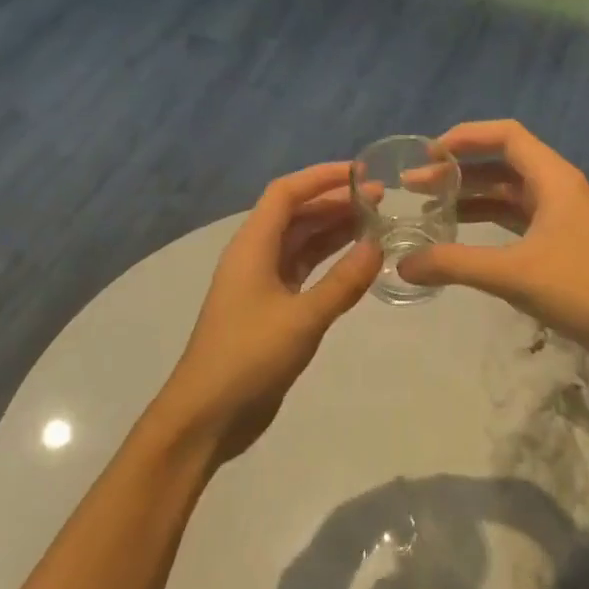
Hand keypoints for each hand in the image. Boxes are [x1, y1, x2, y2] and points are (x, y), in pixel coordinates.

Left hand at [154, 161, 381, 464]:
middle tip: (381, 200)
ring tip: (376, 223)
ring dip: (334, 230)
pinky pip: (304, 271)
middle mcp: (255, 256)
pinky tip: (358, 261)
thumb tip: (377, 245)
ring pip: (301, 242)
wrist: (208, 415)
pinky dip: (329, 262)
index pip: (286, 193)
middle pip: (296, 214)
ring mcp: (262, 283)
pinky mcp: (271, 309)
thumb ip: (343, 282)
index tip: (361, 172)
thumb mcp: (302, 318)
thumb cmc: (249, 358)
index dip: (321, 177)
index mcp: (252, 246)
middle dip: (335, 202)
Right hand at [396, 120, 588, 377]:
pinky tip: (458, 236)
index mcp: (553, 178)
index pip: (506, 135)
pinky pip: (514, 219)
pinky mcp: (559, 243)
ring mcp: (559, 216)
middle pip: (500, 163)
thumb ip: (454, 264)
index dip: (466, 136)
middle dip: (457, 171)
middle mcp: (556, 187)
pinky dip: (485, 221)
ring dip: (468, 197)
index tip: (428, 155)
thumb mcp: (513, 274)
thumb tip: (403, 264)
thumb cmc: (582, 290)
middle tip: (413, 187)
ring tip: (426, 208)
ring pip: (505, 193)